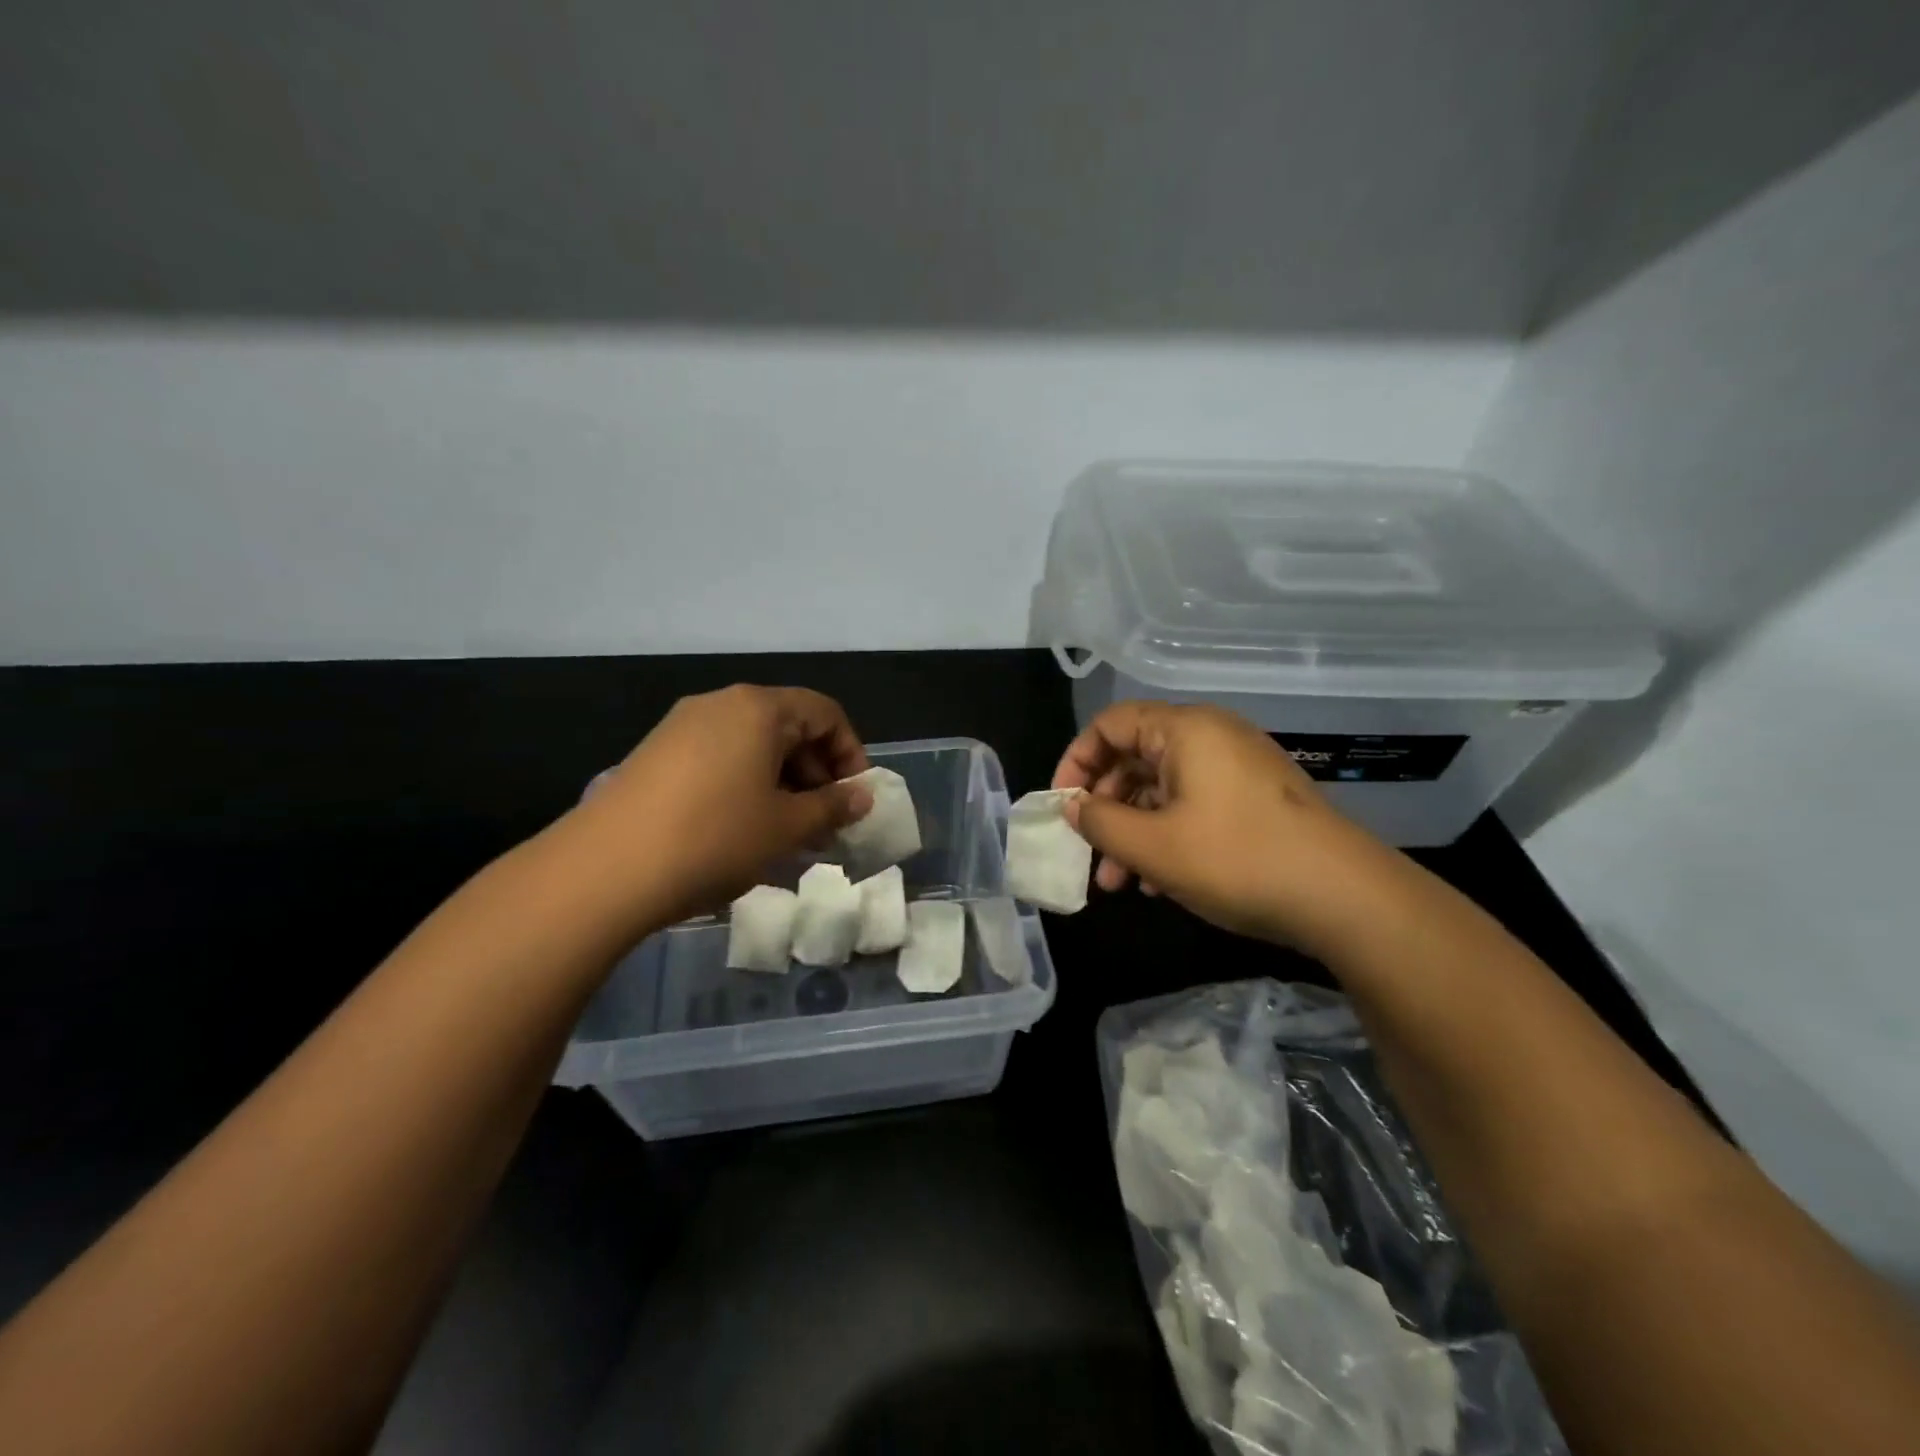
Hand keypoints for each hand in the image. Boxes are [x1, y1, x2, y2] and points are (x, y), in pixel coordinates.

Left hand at [570, 685, 872, 929]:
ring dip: (782, 784)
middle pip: (788, 726)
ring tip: (786, 834)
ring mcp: (682, 727)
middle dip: (816, 774)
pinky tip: (742, 831)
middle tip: (824, 823)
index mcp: (759, 708)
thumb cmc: (715, 837)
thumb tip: (862, 797)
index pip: (825, 713)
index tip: (854, 799)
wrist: (605, 869)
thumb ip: (833, 807)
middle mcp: (720, 704)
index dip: (851, 754)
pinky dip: (746, 786)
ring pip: (753, 746)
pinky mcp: (656, 754)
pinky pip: (720, 759)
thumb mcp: (787, 827)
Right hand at [1052, 700, 1403, 952]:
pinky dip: (1168, 836)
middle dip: (1105, 808)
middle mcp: (1211, 737)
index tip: (1062, 806)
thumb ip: (1100, 822)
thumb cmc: (1237, 859)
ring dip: (1133, 831)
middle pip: (1135, 757)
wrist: (1344, 897)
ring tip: (1120, 883)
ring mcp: (1237, 767)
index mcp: (1184, 730)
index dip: (1076, 762)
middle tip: (1089, 853)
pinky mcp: (1255, 798)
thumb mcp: (1153, 846)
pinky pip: (1194, 804)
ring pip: (1163, 788)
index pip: (1110, 725)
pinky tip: (1160, 882)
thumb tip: (1073, 807)